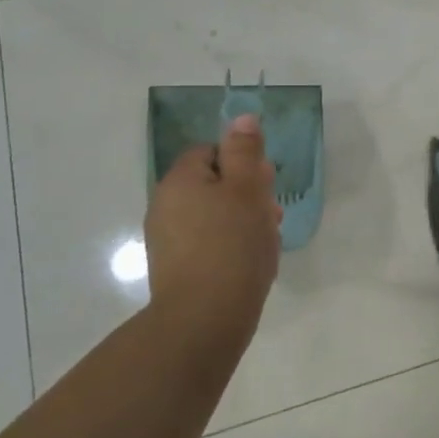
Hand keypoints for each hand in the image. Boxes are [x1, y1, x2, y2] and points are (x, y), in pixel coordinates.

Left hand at [143, 114, 282, 341]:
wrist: (204, 319)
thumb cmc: (232, 245)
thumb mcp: (247, 189)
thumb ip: (245, 151)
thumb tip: (242, 118)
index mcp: (180, 180)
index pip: (211, 152)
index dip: (242, 162)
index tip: (265, 183)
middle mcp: (165, 205)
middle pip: (213, 184)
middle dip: (247, 194)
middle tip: (273, 215)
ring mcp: (168, 240)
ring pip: (214, 215)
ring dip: (243, 221)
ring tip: (267, 243)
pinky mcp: (176, 269)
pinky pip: (209, 243)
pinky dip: (231, 246)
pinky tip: (250, 263)